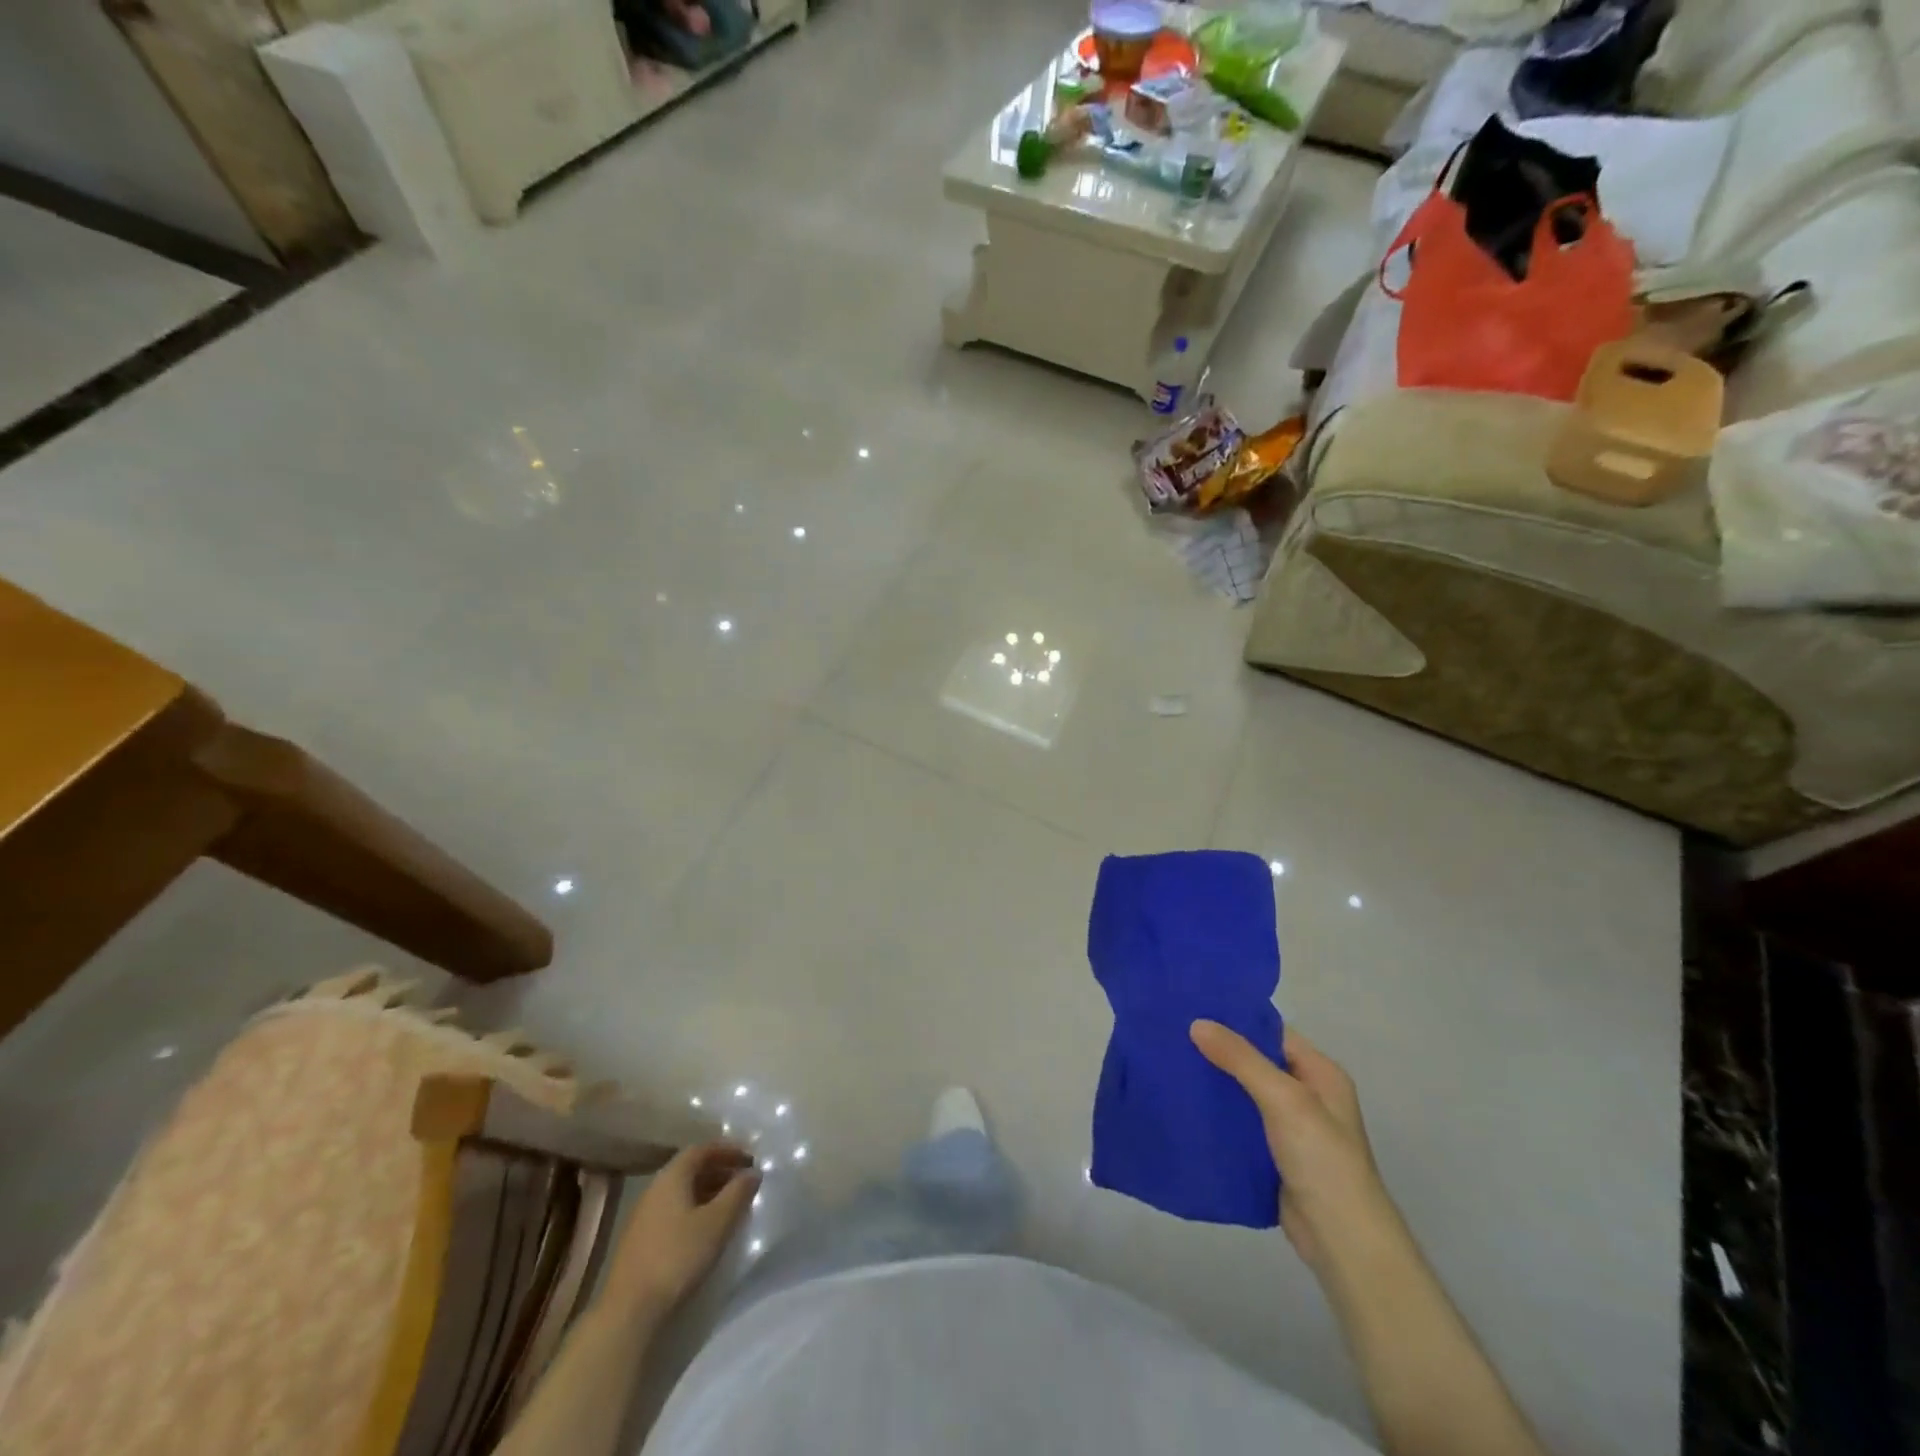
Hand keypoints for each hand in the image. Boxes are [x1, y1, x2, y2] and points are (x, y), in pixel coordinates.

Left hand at [604, 1142, 758, 1315]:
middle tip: (744, 1181)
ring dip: (708, 1192)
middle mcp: (654, 1189)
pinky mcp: (640, 1241)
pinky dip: (695, 1210)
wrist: (629, 1312)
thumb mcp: (717, 1223)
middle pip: (690, 1169)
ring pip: (682, 1192)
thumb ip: (738, 1193)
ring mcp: (644, 1216)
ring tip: (731, 1205)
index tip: (750, 1158)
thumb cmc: (677, 1257)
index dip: (727, 1150)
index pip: (701, 1150)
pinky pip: (673, 1212)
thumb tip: (753, 1172)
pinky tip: (706, 1230)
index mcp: (671, 1177)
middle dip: (719, 1171)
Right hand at [1190, 1021, 1397, 1271]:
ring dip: (1214, 1082)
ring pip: (1243, 1093)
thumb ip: (1241, 1059)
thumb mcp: (1284, 1099)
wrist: (1341, 1241)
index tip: (1192, 1008)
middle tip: (1172, 1034)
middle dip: (1218, 1050)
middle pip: (1255, 1062)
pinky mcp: (1272, 1155)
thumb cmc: (1322, 1159)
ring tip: (1169, 1063)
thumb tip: (1197, 1023)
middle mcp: (1306, 1095)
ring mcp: (1289, 1128)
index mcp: (1320, 1074)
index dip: (1235, 1020)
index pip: (1272, 1033)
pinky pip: (1238, 1123)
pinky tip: (1184, 1105)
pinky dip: (1216, 1114)